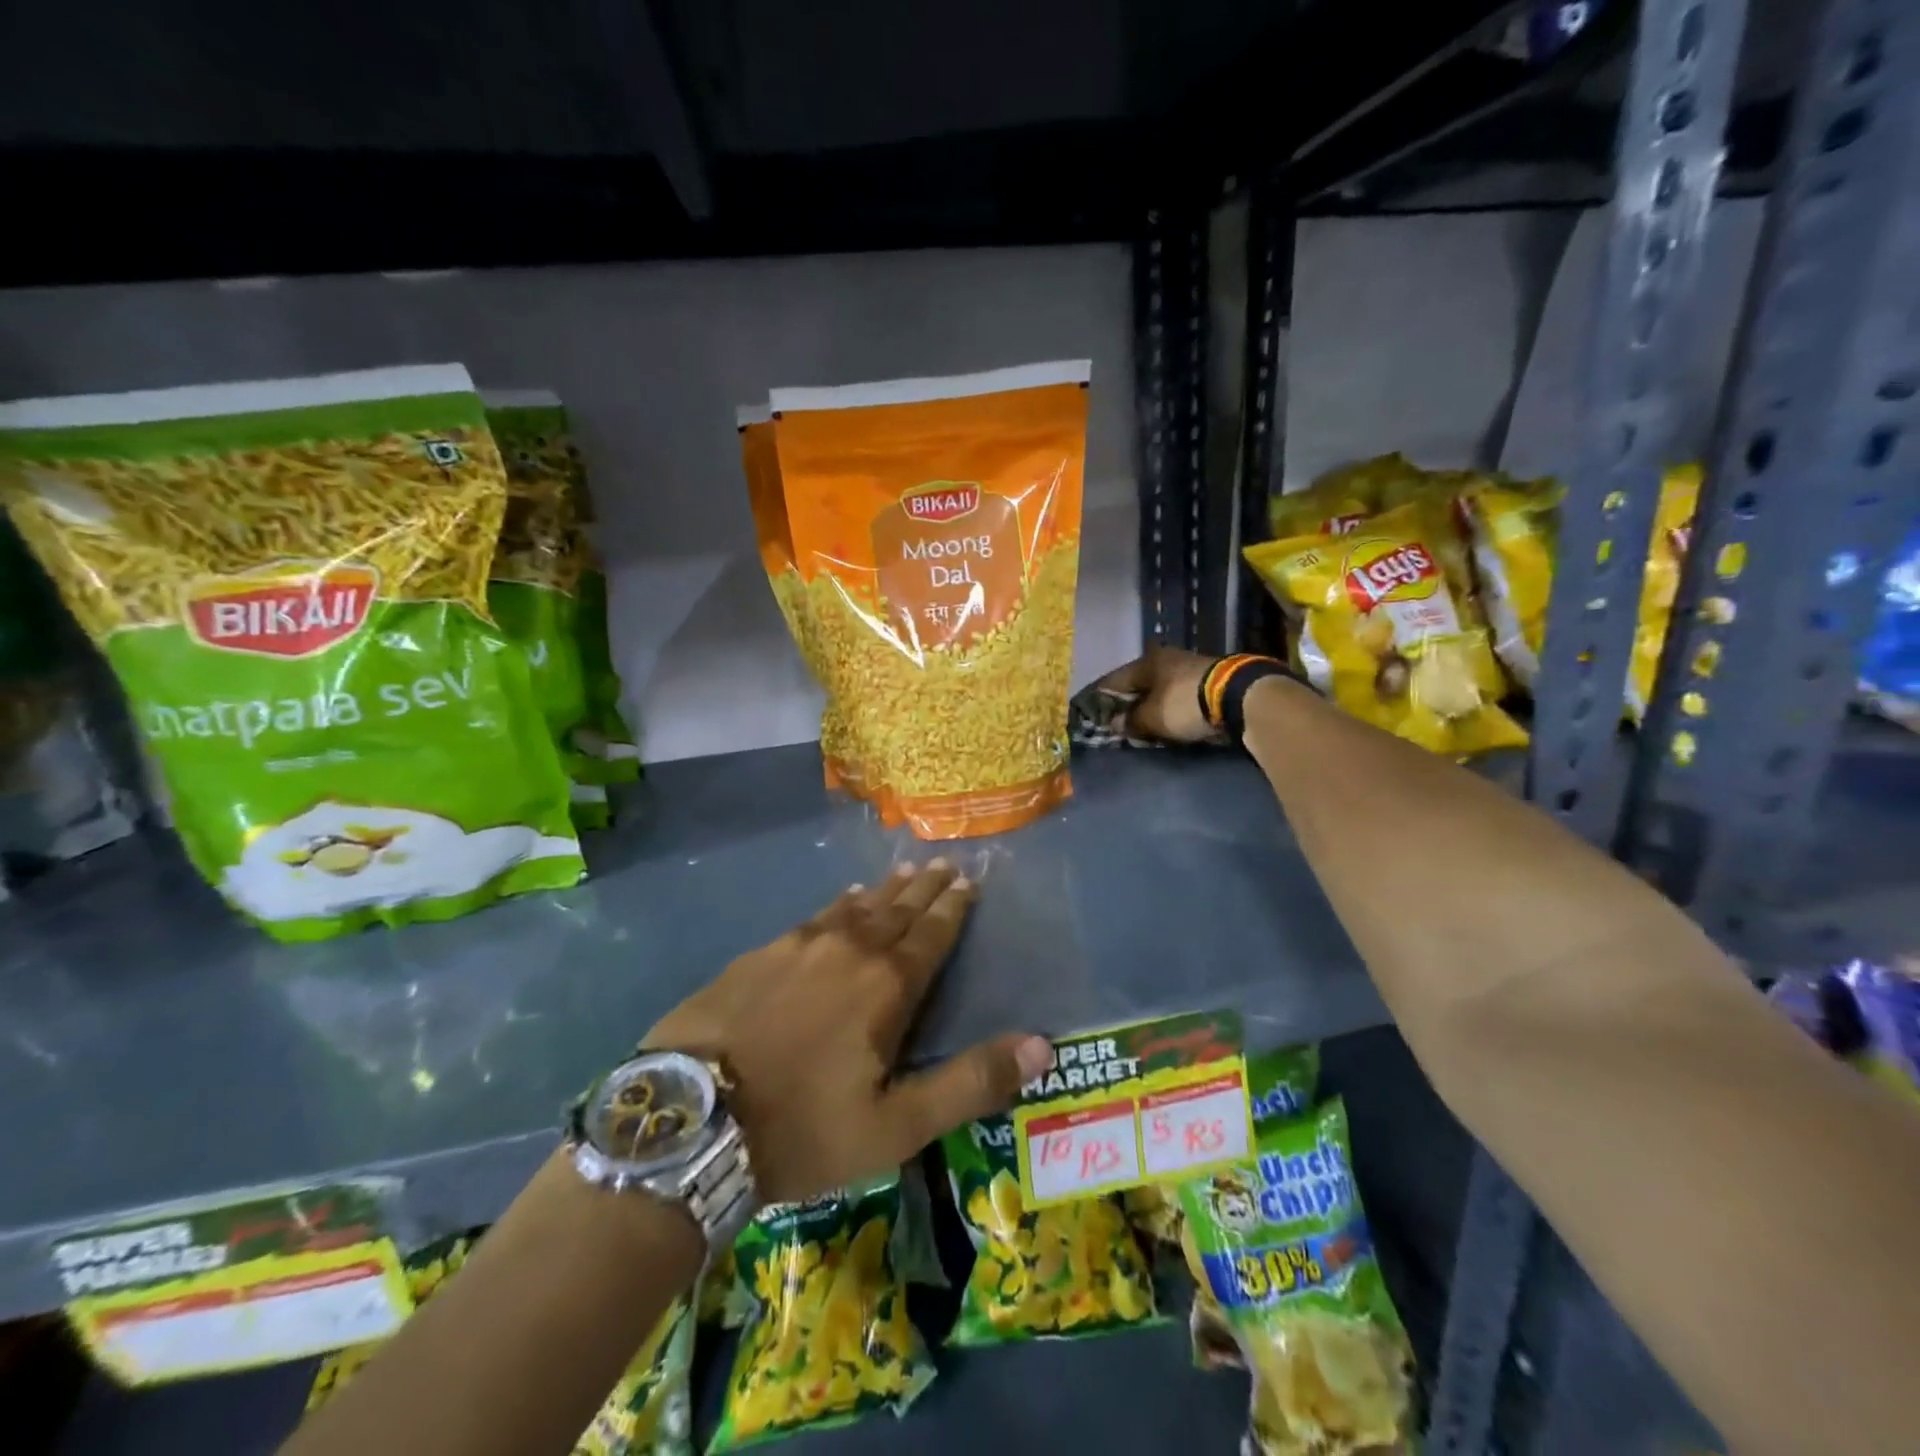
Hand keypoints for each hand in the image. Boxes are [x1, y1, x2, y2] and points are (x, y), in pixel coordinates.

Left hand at [644, 860, 1053, 1202]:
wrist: (690, 1121)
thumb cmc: (802, 1128)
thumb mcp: (896, 1125)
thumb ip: (970, 1082)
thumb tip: (1042, 1045)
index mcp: (886, 986)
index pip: (931, 935)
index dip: (952, 908)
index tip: (968, 881)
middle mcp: (848, 951)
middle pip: (896, 911)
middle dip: (924, 888)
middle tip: (942, 863)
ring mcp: (799, 946)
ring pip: (855, 908)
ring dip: (884, 890)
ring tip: (903, 872)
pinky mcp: (759, 954)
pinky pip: (814, 917)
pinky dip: (837, 905)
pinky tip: (841, 899)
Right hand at [1094, 647, 1223, 744]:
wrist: (1239, 697)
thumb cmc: (1184, 703)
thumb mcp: (1151, 717)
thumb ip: (1130, 721)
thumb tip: (1115, 723)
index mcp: (1146, 662)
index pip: (1113, 681)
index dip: (1101, 699)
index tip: (1094, 715)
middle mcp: (1165, 659)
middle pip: (1138, 684)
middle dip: (1128, 704)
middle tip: (1119, 723)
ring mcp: (1188, 668)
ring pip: (1159, 690)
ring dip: (1151, 706)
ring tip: (1143, 726)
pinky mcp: (1208, 681)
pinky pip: (1178, 696)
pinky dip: (1170, 708)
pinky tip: (1167, 721)